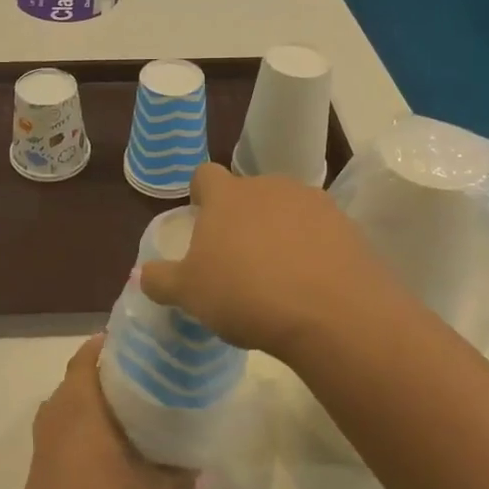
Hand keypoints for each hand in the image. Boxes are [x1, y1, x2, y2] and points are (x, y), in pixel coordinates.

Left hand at [10, 334, 196, 488]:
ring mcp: (48, 432)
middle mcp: (59, 407)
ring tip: (136, 402)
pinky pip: (67, 421)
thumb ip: (180, 482)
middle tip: (149, 371)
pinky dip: (87, 419)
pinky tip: (114, 437)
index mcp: (78, 400)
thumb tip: (214, 477)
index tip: (140, 342)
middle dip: (111, 370)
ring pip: (73, 399)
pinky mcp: (44, 454)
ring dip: (98, 397)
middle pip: (83, 374)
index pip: (89, 353)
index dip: (111, 343)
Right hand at [139, 163, 412, 360]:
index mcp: (227, 195)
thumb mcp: (189, 294)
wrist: (331, 313)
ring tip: (278, 276)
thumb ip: (161, 280)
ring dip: (278, 232)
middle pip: (248, 193)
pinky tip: (310, 284)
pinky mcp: (346, 226)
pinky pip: (319, 231)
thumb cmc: (245, 294)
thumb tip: (142, 274)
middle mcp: (269, 186)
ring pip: (285, 210)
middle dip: (241, 218)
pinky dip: (312, 249)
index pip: (205, 175)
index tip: (201, 220)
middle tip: (237, 259)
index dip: (200, 195)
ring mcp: (312, 202)